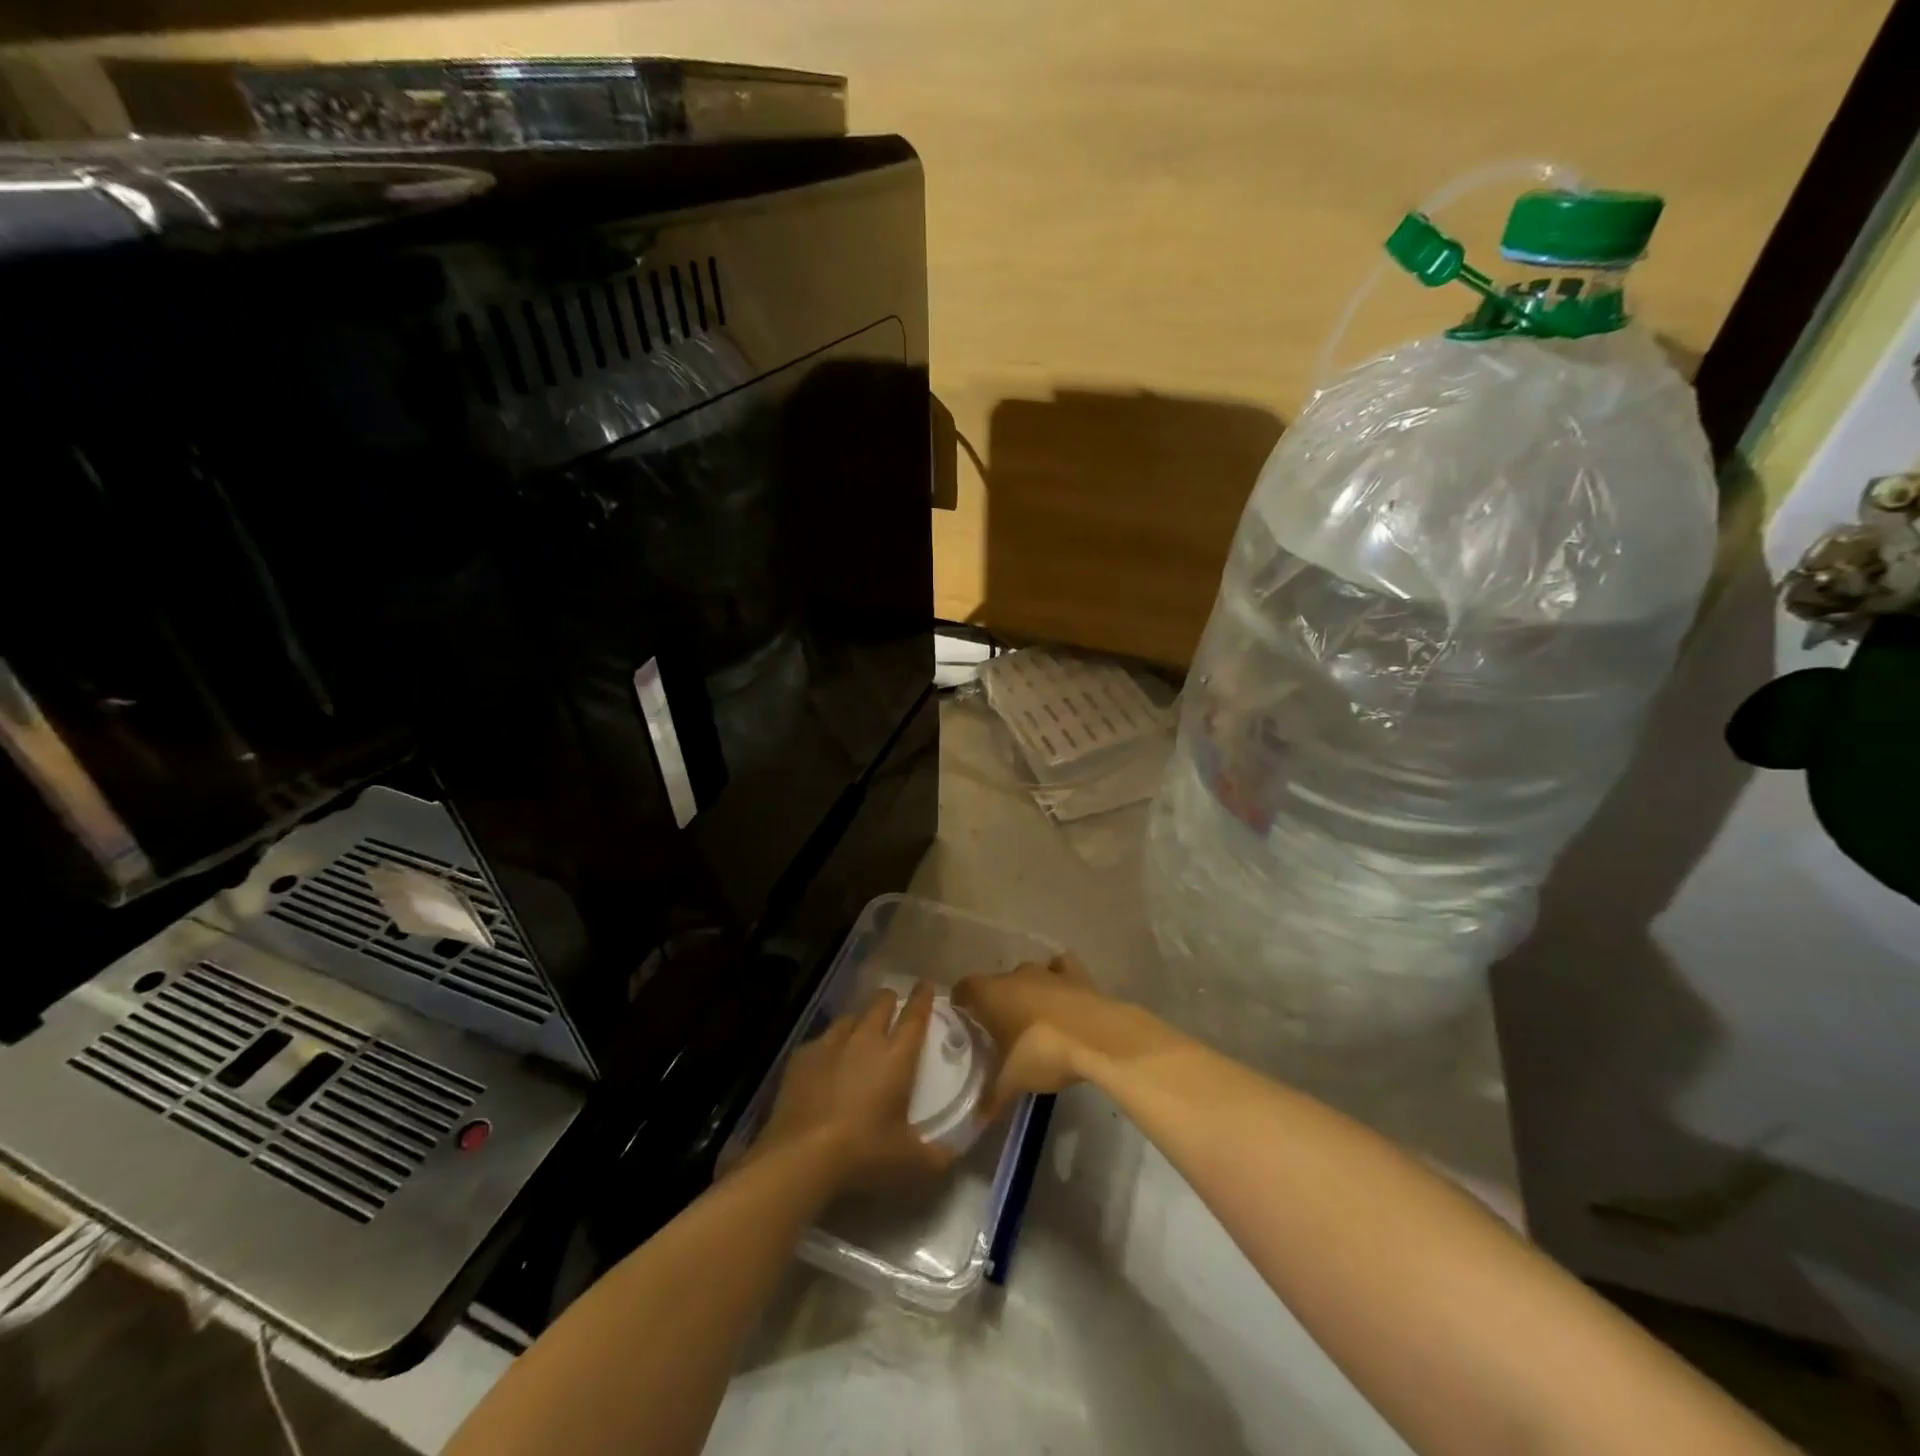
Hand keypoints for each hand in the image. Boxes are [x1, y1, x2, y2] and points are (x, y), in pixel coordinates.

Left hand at [751, 982, 952, 1190]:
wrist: (801, 1157)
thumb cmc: (864, 1152)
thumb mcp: (909, 1162)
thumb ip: (937, 1157)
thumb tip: (953, 1157)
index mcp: (896, 1055)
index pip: (915, 1014)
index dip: (922, 997)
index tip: (926, 984)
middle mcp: (865, 1039)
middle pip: (880, 1004)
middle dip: (890, 1002)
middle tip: (894, 1010)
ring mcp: (830, 1044)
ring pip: (849, 1018)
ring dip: (859, 1022)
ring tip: (860, 1036)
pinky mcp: (802, 1057)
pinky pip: (821, 1040)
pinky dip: (829, 1046)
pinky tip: (826, 1064)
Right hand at [955, 952, 1154, 1119]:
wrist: (1097, 1037)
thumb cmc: (1042, 1052)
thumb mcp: (1012, 1082)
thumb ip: (991, 1098)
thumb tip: (974, 1120)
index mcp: (991, 994)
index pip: (965, 987)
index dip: (961, 1001)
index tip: (962, 1018)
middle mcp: (1016, 975)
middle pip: (997, 983)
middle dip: (996, 1001)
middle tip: (999, 1029)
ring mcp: (1048, 972)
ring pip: (1029, 975)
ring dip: (1027, 991)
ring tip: (1031, 1017)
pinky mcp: (1077, 975)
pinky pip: (1061, 969)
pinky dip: (1059, 979)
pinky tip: (1062, 997)